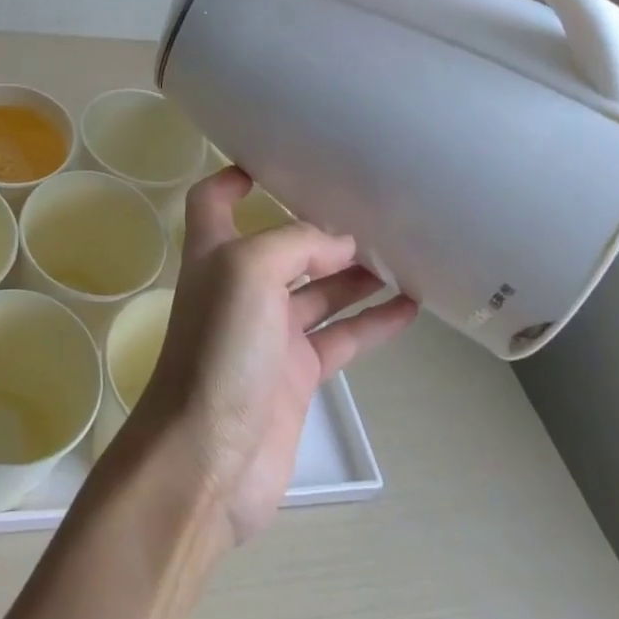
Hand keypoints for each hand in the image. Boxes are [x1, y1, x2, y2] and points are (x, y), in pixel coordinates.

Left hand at [126, 168, 416, 545]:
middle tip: (372, 208)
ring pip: (320, 291)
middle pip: (283, 244)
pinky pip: (341, 337)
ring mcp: (270, 333)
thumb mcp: (250, 271)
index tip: (274, 160)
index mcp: (216, 253)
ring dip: (357, 273)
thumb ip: (296, 245)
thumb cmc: (220, 348)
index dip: (234, 176)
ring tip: (405, 252)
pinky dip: (371, 322)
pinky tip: (409, 308)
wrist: (209, 458)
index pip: (213, 199)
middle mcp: (241, 286)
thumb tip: (342, 242)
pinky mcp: (296, 375)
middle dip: (320, 227)